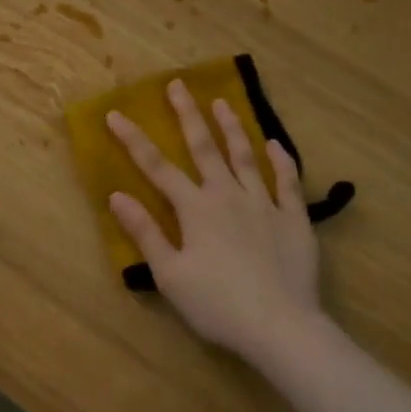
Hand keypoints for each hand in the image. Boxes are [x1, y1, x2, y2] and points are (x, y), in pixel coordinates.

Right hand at [106, 81, 322, 362]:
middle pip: (205, 148)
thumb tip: (117, 196)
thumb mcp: (170, 274)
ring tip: (222, 102)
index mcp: (196, 209)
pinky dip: (281, 160)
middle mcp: (228, 195)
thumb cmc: (217, 304)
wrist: (280, 326)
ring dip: (232, 127)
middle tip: (178, 84)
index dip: (134, 140)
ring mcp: (265, 204)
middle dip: (188, 115)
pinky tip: (275, 144)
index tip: (116, 114)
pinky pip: (287, 182)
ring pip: (245, 156)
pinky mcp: (294, 219)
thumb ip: (146, 232)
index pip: (157, 168)